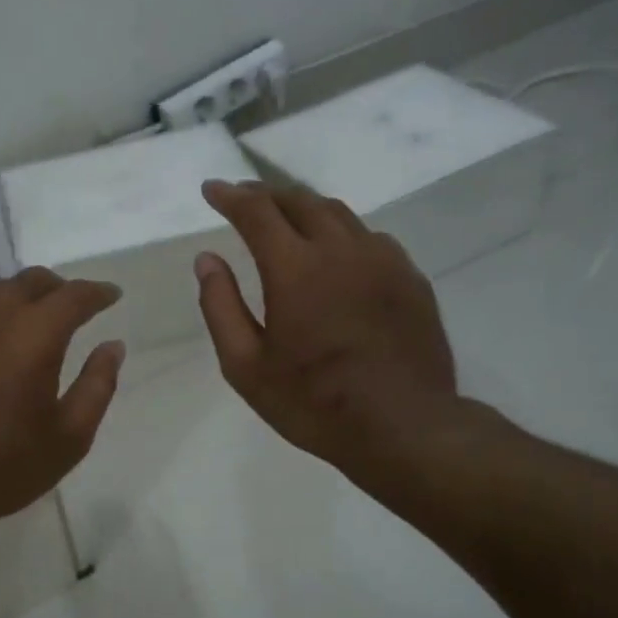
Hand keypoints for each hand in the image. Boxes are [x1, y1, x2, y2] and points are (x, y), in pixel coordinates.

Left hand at [0, 268, 125, 521]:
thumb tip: (113, 346)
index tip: (111, 296)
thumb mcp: (69, 437)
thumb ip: (97, 385)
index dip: (97, 293)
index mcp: (34, 335)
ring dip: (18, 300)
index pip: (73, 296)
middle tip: (70, 308)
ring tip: (28, 324)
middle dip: (58, 289)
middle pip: (30, 281)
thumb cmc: (3, 467)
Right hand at [194, 180, 462, 480]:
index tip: (211, 190)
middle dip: (266, 195)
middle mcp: (341, 250)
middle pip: (300, 201)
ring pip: (338, 214)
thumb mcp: (246, 366)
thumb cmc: (313, 403)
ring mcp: (383, 260)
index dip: (230, 196)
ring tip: (285, 218)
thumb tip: (206, 259)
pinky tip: (336, 252)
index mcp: (295, 268)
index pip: (257, 212)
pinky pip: (370, 237)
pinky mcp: (411, 278)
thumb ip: (220, 307)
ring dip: (304, 208)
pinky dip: (341, 232)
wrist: (404, 427)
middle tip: (244, 199)